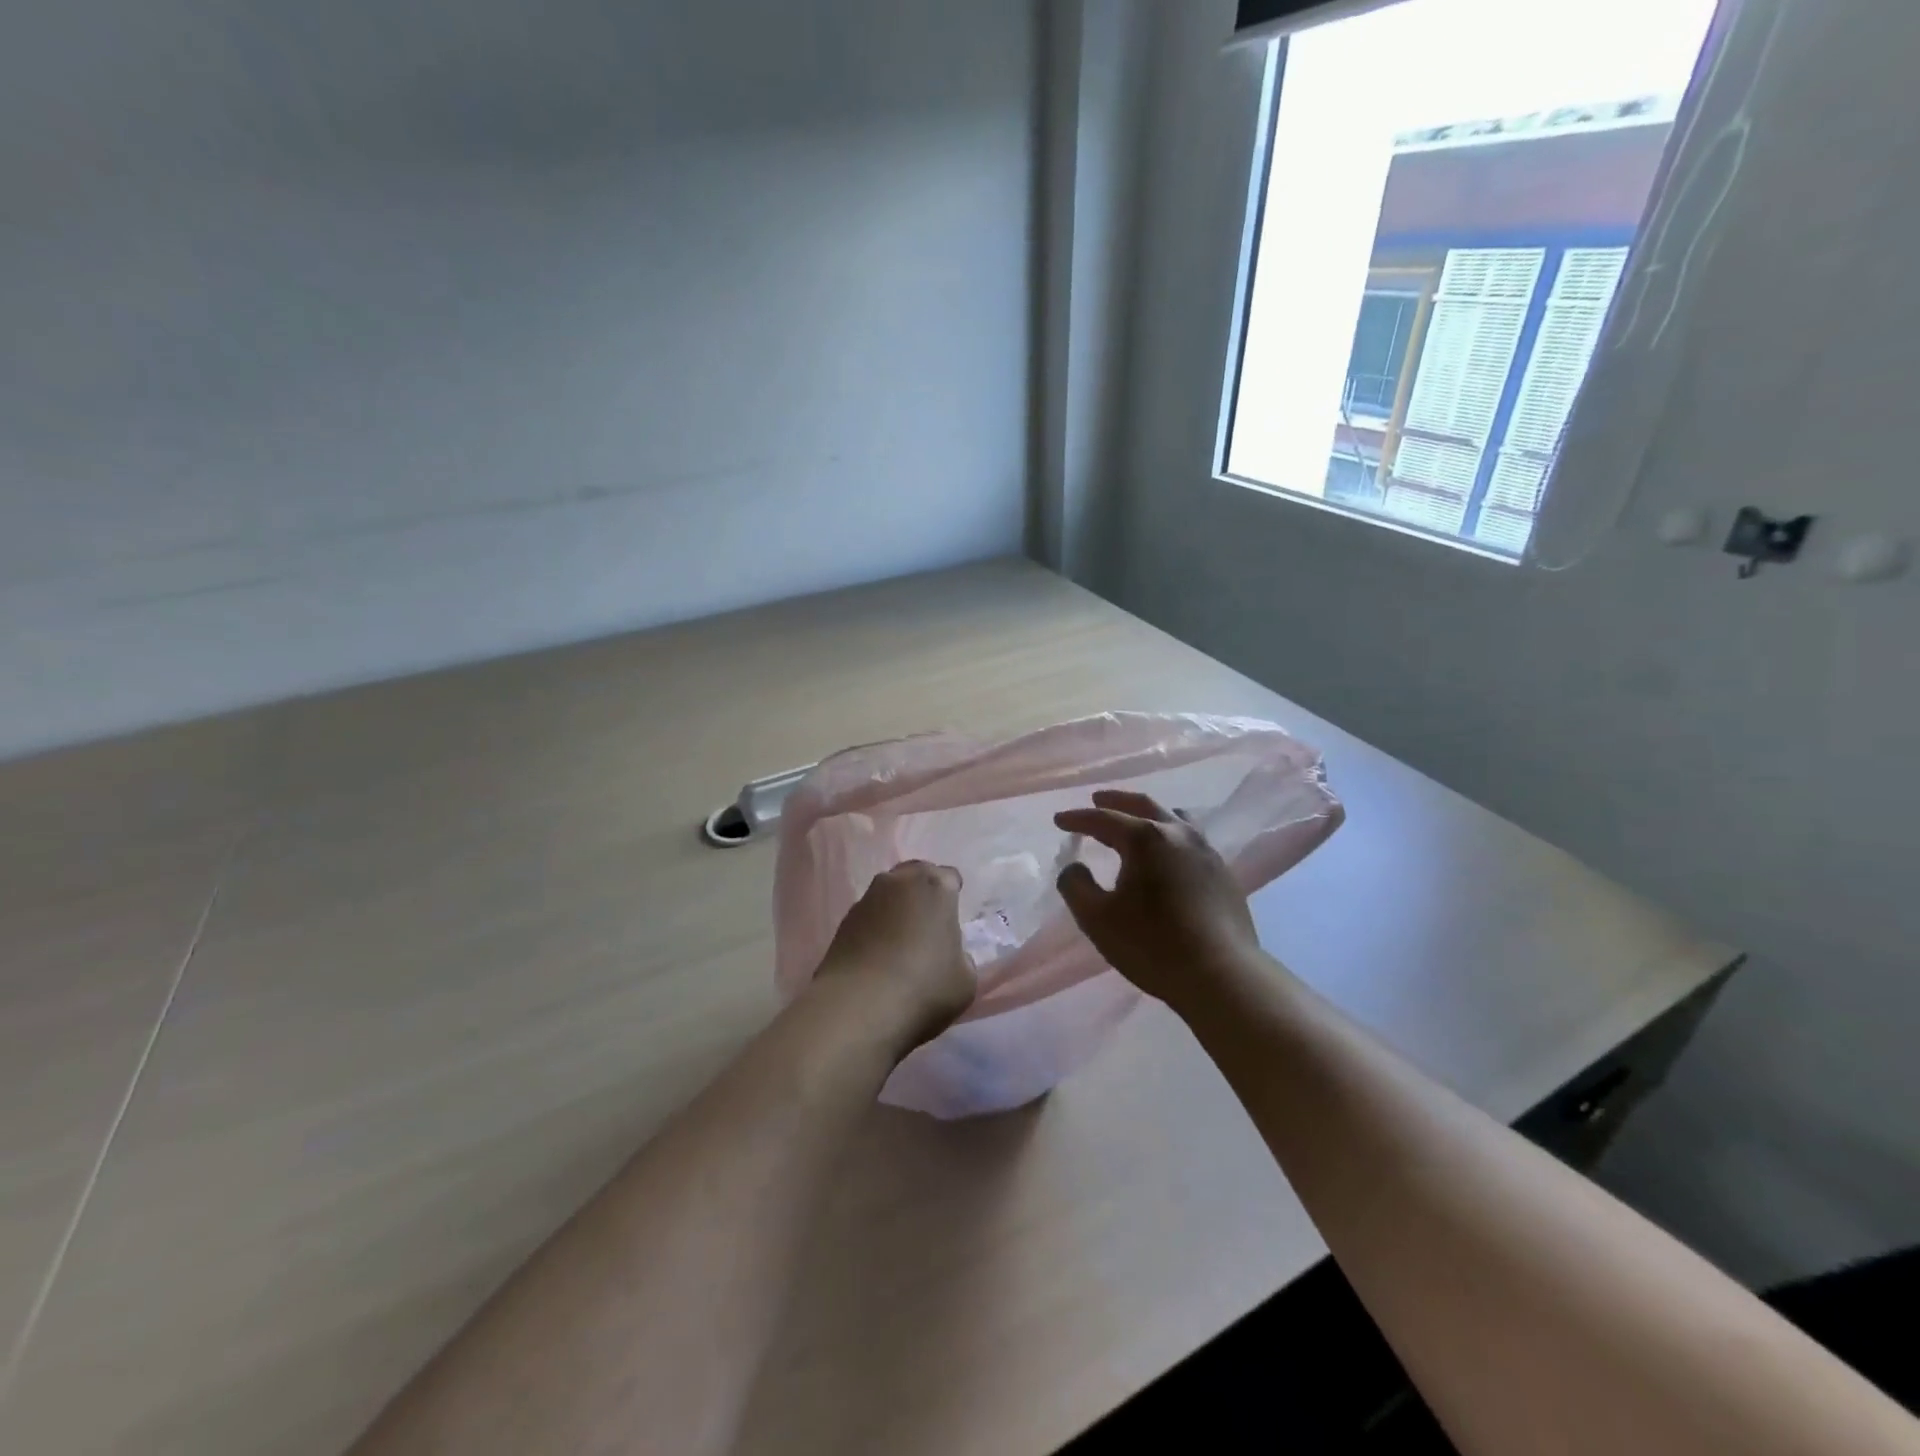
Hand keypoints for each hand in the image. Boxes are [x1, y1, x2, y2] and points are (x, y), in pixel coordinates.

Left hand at [814, 861, 976, 1058]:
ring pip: (888, 892)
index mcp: (935, 886)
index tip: (951, 920)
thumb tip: (947, 954)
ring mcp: (867, 898)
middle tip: (927, 924)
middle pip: (915, 875)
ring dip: (895, 908)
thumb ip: (961, 957)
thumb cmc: (924, 987)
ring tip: (899, 941)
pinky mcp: (843, 920)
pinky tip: (876, 954)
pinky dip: (874, 927)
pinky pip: (867, 915)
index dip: (952, 896)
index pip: (949, 877)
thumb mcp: (965, 980)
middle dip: (922, 892)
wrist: (860, 1006)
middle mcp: (900, 881)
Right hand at [1054, 790, 1260, 1011]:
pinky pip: (1191, 839)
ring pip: (1174, 818)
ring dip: (1149, 814)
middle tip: (1097, 799)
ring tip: (1137, 821)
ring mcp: (1206, 851)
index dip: (1077, 818)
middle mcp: (1177, 834)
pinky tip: (1168, 854)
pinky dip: (1170, 835)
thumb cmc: (1151, 944)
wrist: (1221, 974)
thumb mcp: (1097, 919)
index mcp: (1144, 838)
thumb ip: (1076, 886)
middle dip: (1116, 801)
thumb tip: (1075, 867)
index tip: (1059, 820)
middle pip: (1143, 805)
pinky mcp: (1223, 872)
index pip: (1104, 818)